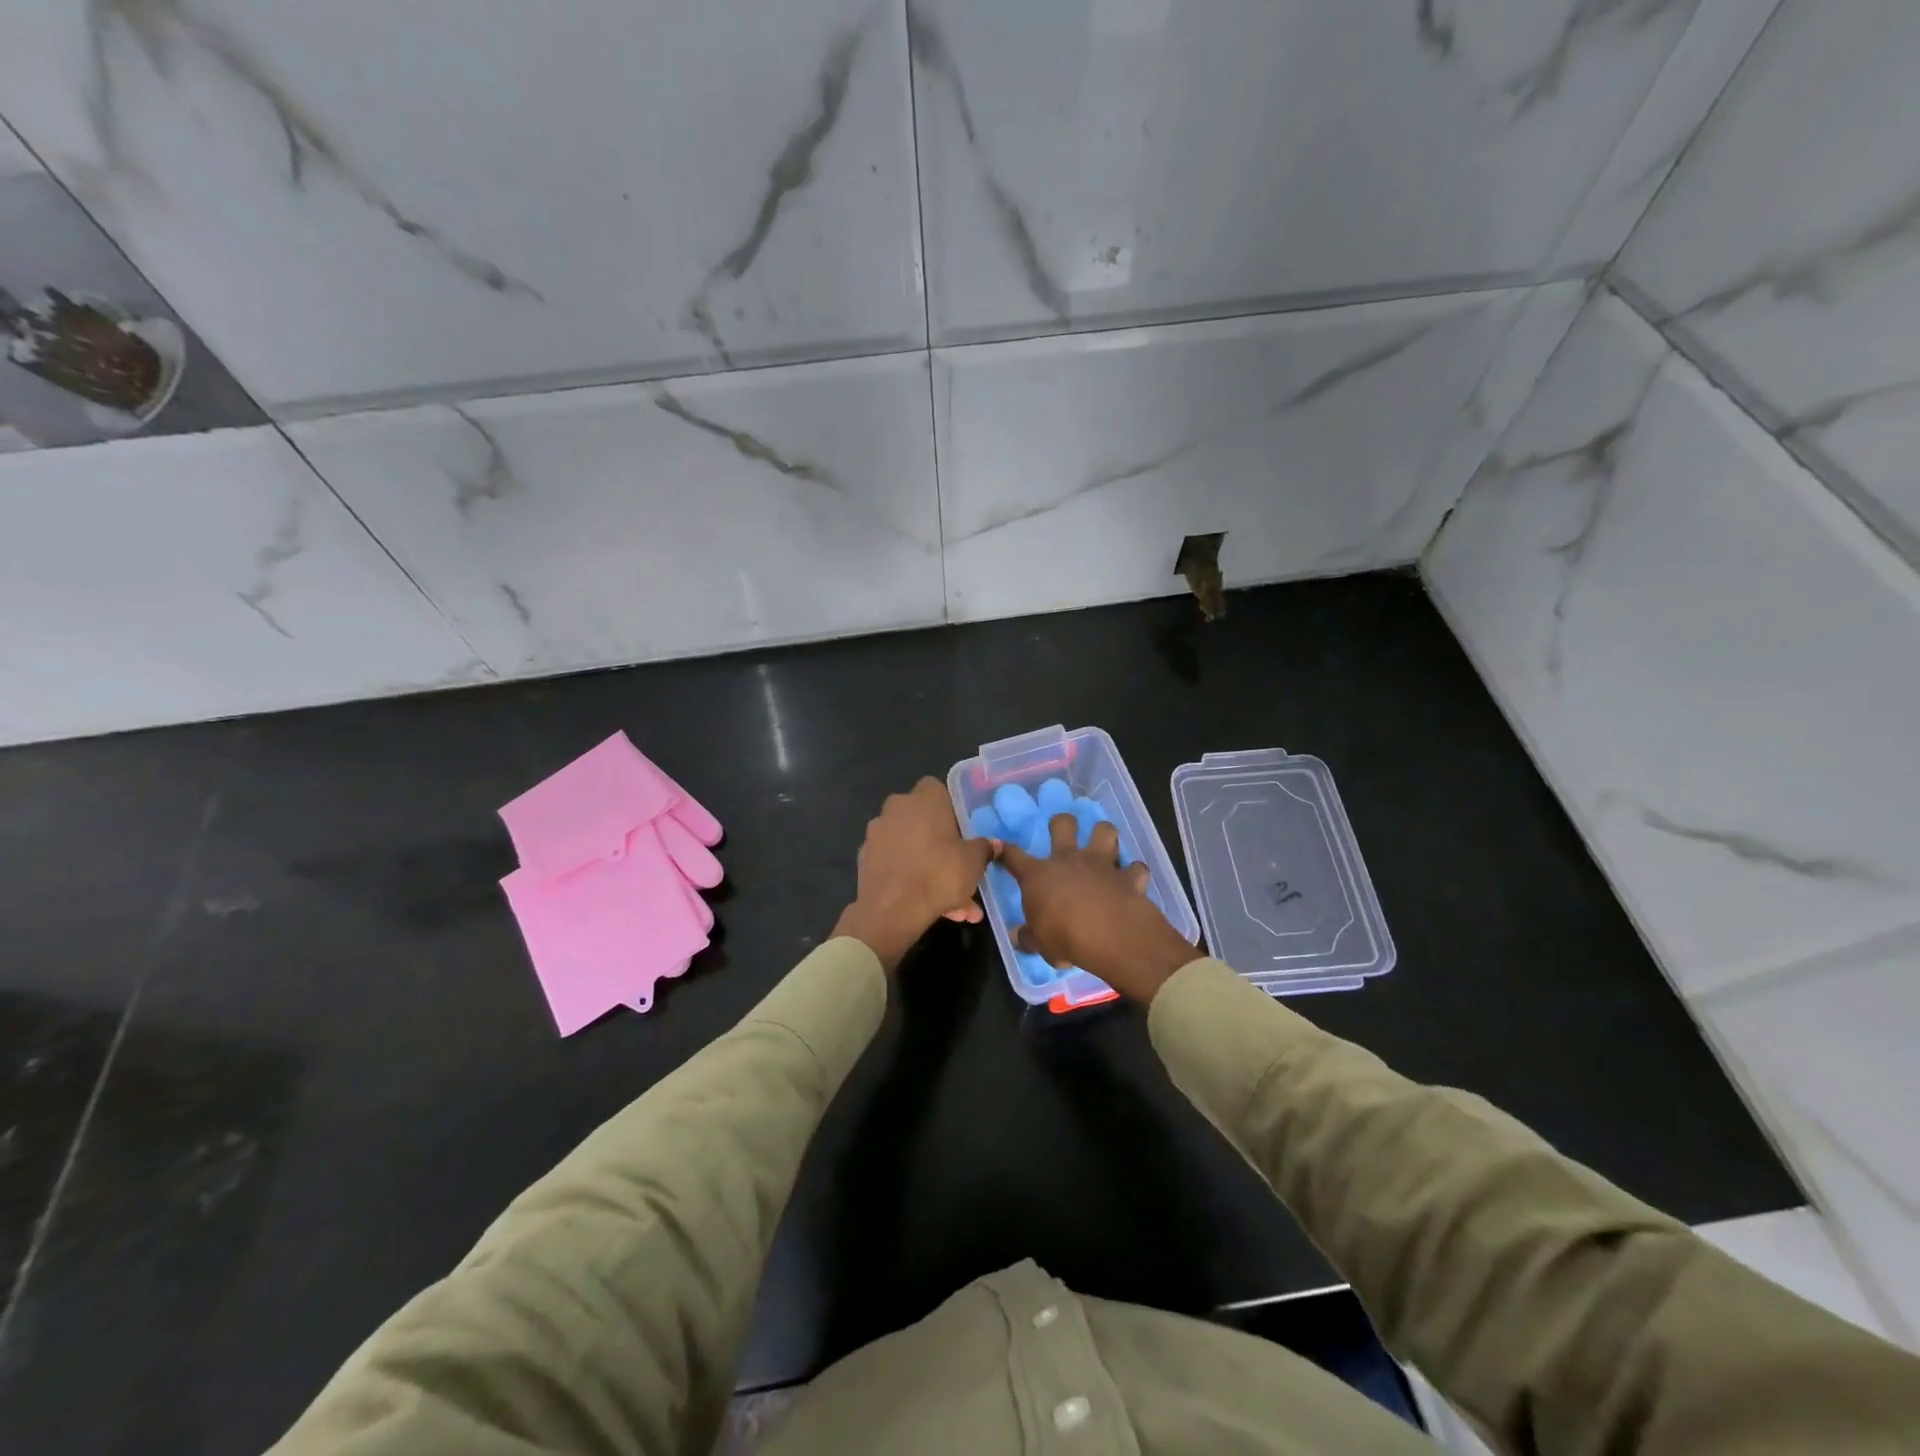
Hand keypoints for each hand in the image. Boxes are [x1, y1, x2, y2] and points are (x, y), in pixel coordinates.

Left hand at [834, 778, 996, 971]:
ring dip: (929, 868)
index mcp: (924, 799)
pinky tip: (928, 905)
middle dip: (941, 844)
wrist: (891, 910)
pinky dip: (910, 878)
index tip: (961, 831)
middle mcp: (896, 809)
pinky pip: (896, 864)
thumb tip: (992, 844)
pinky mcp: (865, 858)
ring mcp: (877, 833)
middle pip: (923, 820)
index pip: (936, 789)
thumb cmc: (939, 874)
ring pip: (911, 848)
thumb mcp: (973, 862)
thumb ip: (983, 848)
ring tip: (952, 903)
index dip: (949, 808)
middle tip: (959, 868)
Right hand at [998, 816, 1198, 1004]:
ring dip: (1104, 835)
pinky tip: (1133, 881)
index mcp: (1039, 876)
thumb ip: (1030, 937)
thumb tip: (1020, 936)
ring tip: (1104, 846)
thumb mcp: (1040, 945)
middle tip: (1065, 831)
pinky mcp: (1129, 876)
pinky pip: (1136, 868)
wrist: (1111, 936)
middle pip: (1063, 823)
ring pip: (1104, 830)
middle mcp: (1069, 860)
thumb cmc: (1065, 939)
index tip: (1002, 849)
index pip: (1014, 856)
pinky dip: (1135, 873)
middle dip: (1063, 822)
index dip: (1006, 851)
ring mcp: (1101, 864)